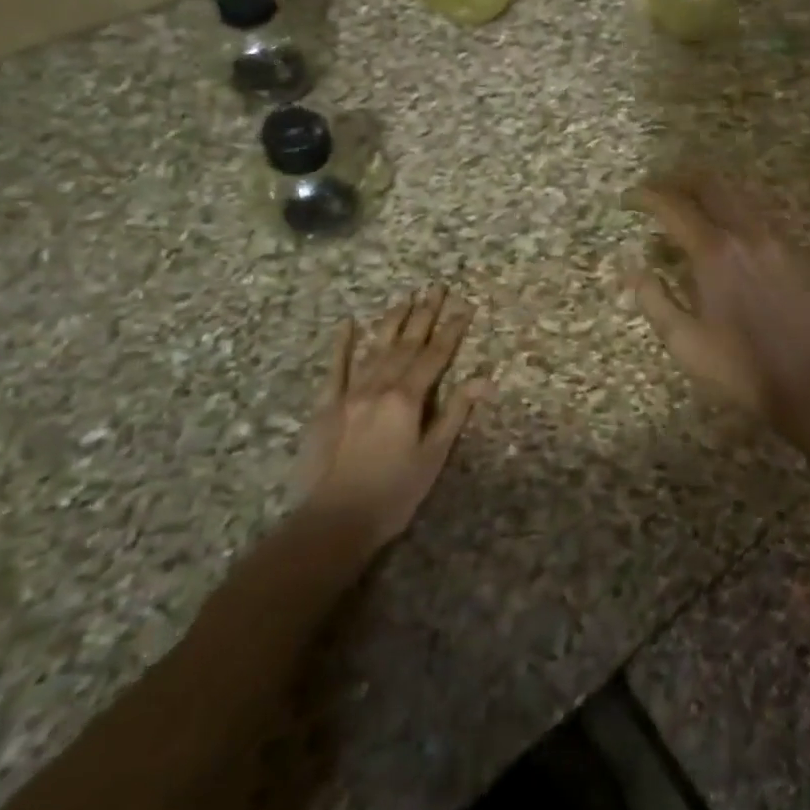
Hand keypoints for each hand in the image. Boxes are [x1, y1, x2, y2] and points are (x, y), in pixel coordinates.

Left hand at [297, 287, 491, 551]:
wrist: (333, 521)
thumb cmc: (393, 493)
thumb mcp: (433, 457)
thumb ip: (455, 413)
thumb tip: (483, 378)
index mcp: (408, 398)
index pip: (436, 355)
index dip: (452, 330)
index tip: (465, 306)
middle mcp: (379, 386)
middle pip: (407, 344)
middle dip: (425, 314)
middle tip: (436, 287)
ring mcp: (350, 393)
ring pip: (376, 348)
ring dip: (392, 321)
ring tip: (406, 297)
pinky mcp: (326, 406)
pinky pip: (335, 368)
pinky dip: (342, 345)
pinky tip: (348, 323)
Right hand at [625, 173, 809, 442]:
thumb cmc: (741, 367)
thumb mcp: (685, 342)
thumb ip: (654, 299)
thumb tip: (633, 269)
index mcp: (715, 251)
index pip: (674, 206)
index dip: (647, 196)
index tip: (628, 199)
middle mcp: (746, 235)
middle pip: (710, 185)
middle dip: (678, 182)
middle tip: (656, 194)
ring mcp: (774, 243)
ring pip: (736, 198)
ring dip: (706, 197)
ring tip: (684, 218)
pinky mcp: (791, 257)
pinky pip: (753, 218)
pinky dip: (728, 215)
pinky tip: (720, 242)